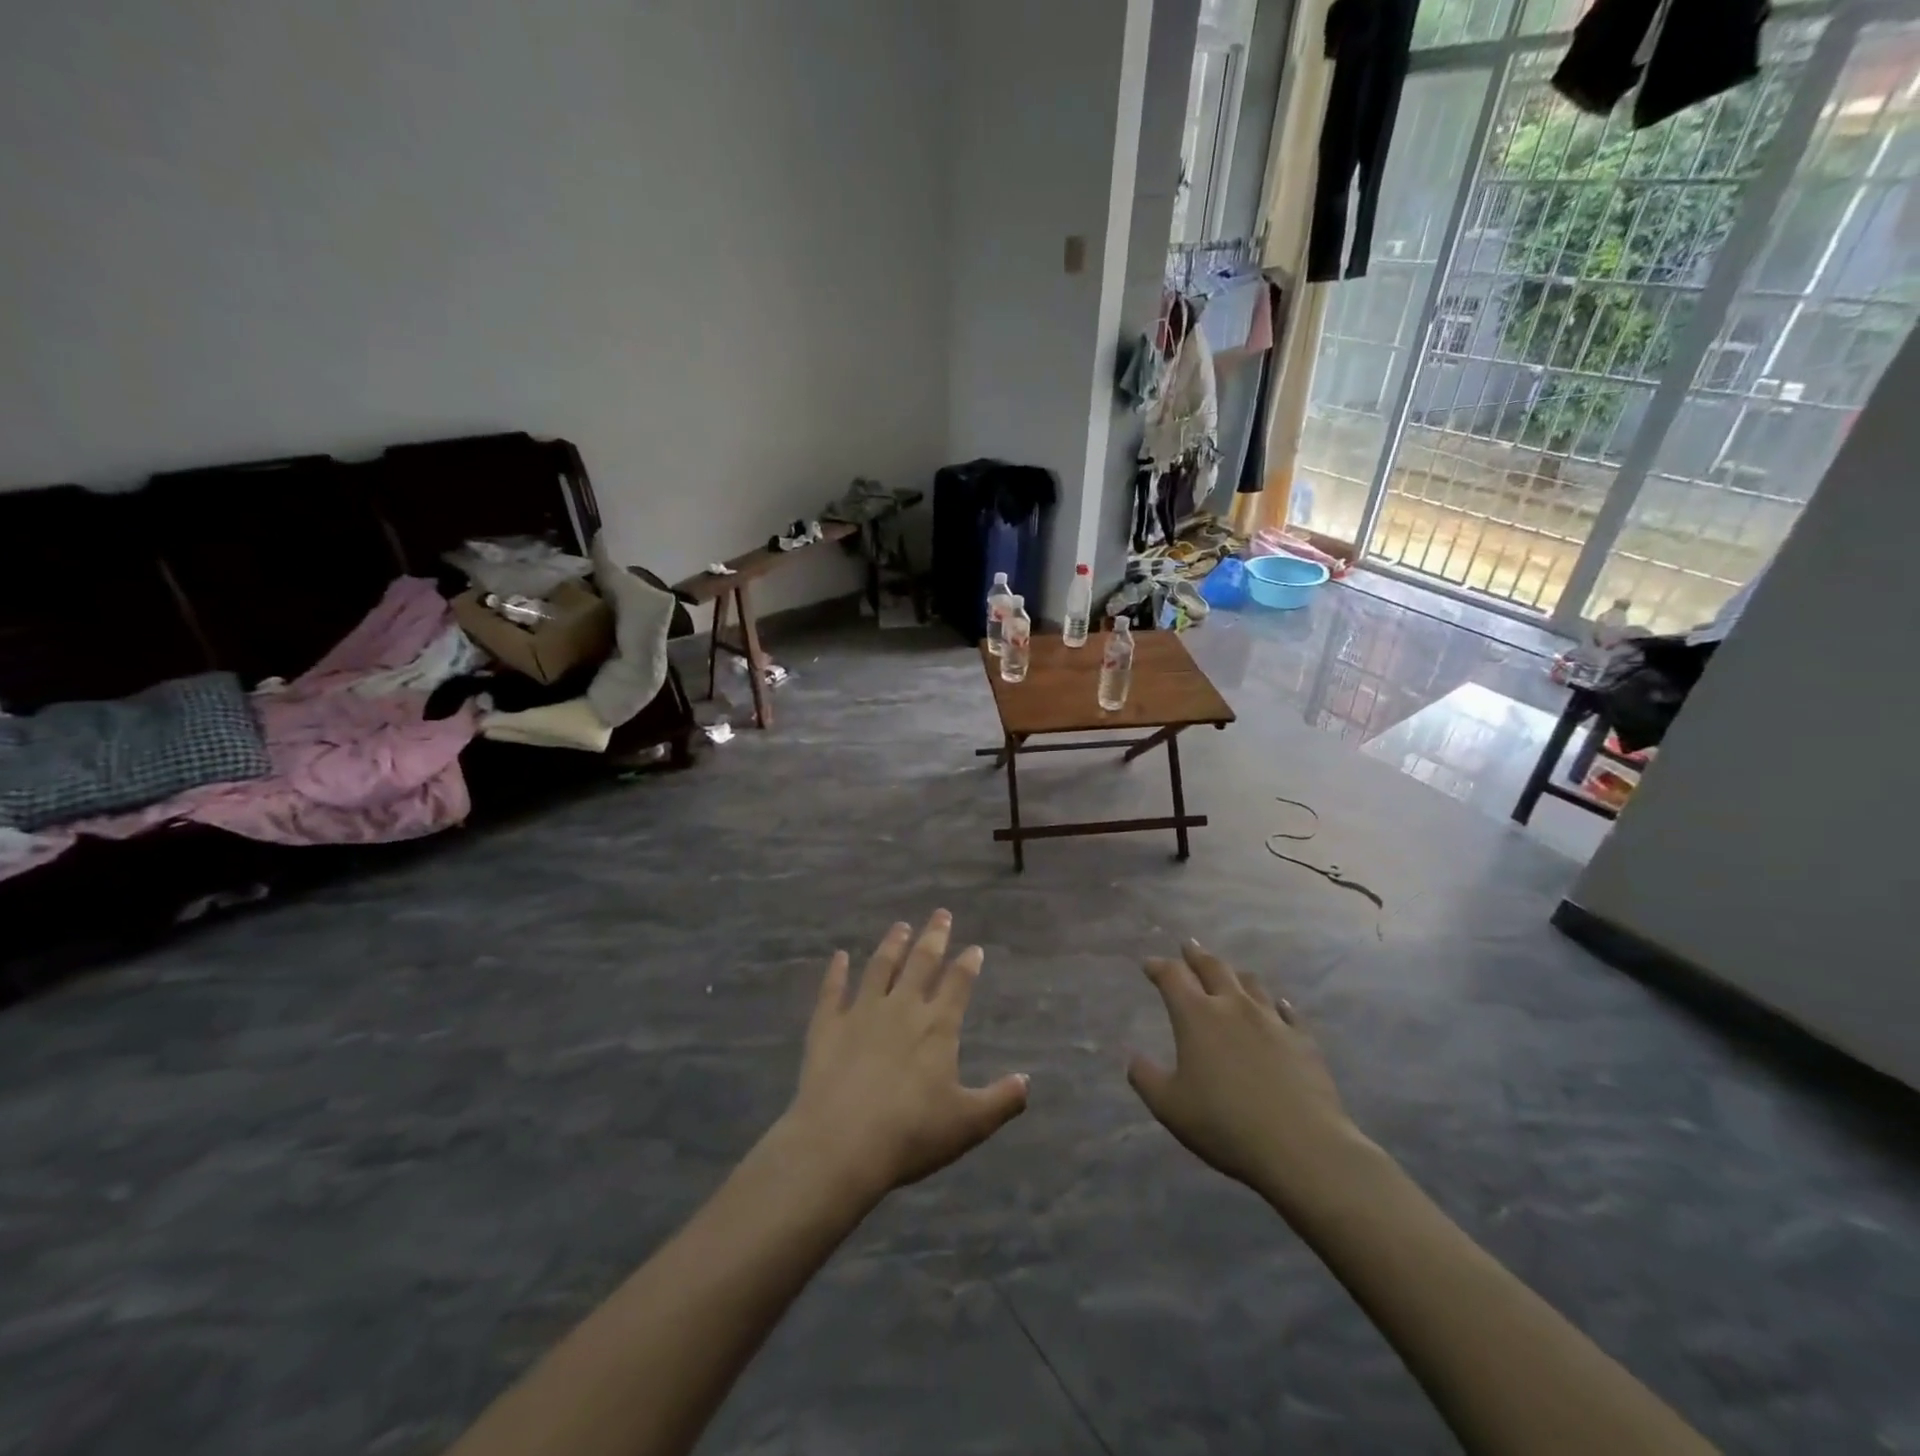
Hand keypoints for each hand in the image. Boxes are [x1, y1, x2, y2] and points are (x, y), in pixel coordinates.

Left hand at [778, 911, 1028, 1201]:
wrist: (840, 1144)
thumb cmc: (911, 1134)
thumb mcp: (968, 1124)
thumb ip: (1001, 1100)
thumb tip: (1027, 1081)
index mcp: (937, 1026)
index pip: (957, 984)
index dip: (968, 964)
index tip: (974, 947)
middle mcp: (901, 1008)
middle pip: (921, 963)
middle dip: (933, 937)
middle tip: (941, 914)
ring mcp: (861, 1012)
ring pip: (880, 968)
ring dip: (891, 945)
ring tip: (900, 925)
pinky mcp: (827, 1026)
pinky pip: (831, 990)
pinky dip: (835, 972)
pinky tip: (838, 957)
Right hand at [1127, 941, 1369, 1214]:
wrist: (1302, 1147)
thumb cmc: (1225, 1124)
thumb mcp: (1169, 1107)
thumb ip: (1146, 1078)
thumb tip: (1133, 1058)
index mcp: (1197, 1016)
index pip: (1173, 976)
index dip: (1159, 967)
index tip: (1149, 964)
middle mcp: (1233, 1006)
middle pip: (1213, 968)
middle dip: (1196, 955)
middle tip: (1188, 946)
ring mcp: (1272, 1020)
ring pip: (1250, 983)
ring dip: (1234, 974)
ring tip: (1229, 973)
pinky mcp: (1302, 1040)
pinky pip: (1287, 1012)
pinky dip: (1276, 1004)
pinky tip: (1278, 1006)